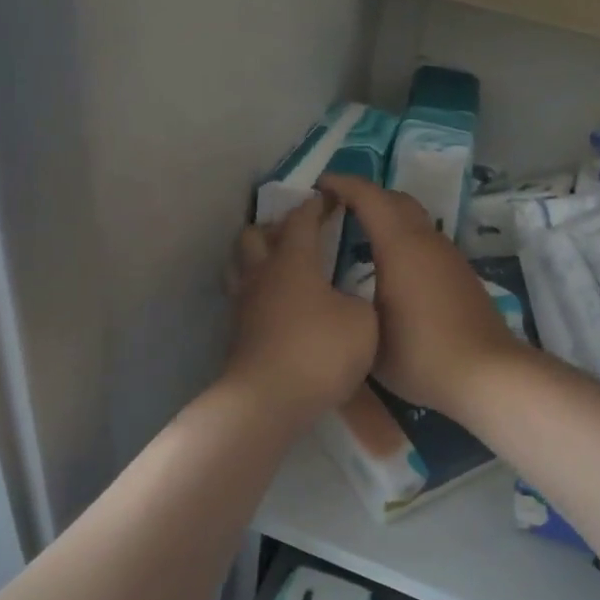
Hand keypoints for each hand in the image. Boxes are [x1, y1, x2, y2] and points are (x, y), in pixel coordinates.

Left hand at [225, 197, 377, 417]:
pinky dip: (258, 292)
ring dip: (258, 258)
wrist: (270, 400)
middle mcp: (262, 274)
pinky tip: (277, 306)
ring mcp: (243, 305)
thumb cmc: (320, 351)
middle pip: (254, 235)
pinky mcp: (237, 333)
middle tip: (300, 236)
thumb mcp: (363, 321)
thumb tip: (347, 297)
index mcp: (293, 261)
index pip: (300, 219)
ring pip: (240, 266)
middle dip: (275, 228)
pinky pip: (243, 298)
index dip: (316, 205)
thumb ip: (359, 299)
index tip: (329, 199)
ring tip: (281, 268)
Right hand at [318, 176, 524, 417]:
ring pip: (414, 220)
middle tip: (335, 209)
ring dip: (386, 218)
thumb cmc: (420, 353)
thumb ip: (348, 302)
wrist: (486, 374)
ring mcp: (448, 256)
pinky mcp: (460, 274)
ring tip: (356, 237)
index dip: (343, 184)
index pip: (370, 197)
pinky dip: (402, 239)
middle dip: (365, 196)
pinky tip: (388, 267)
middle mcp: (427, 241)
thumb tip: (336, 289)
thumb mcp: (368, 331)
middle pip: (395, 200)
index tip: (318, 186)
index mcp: (400, 245)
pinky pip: (425, 241)